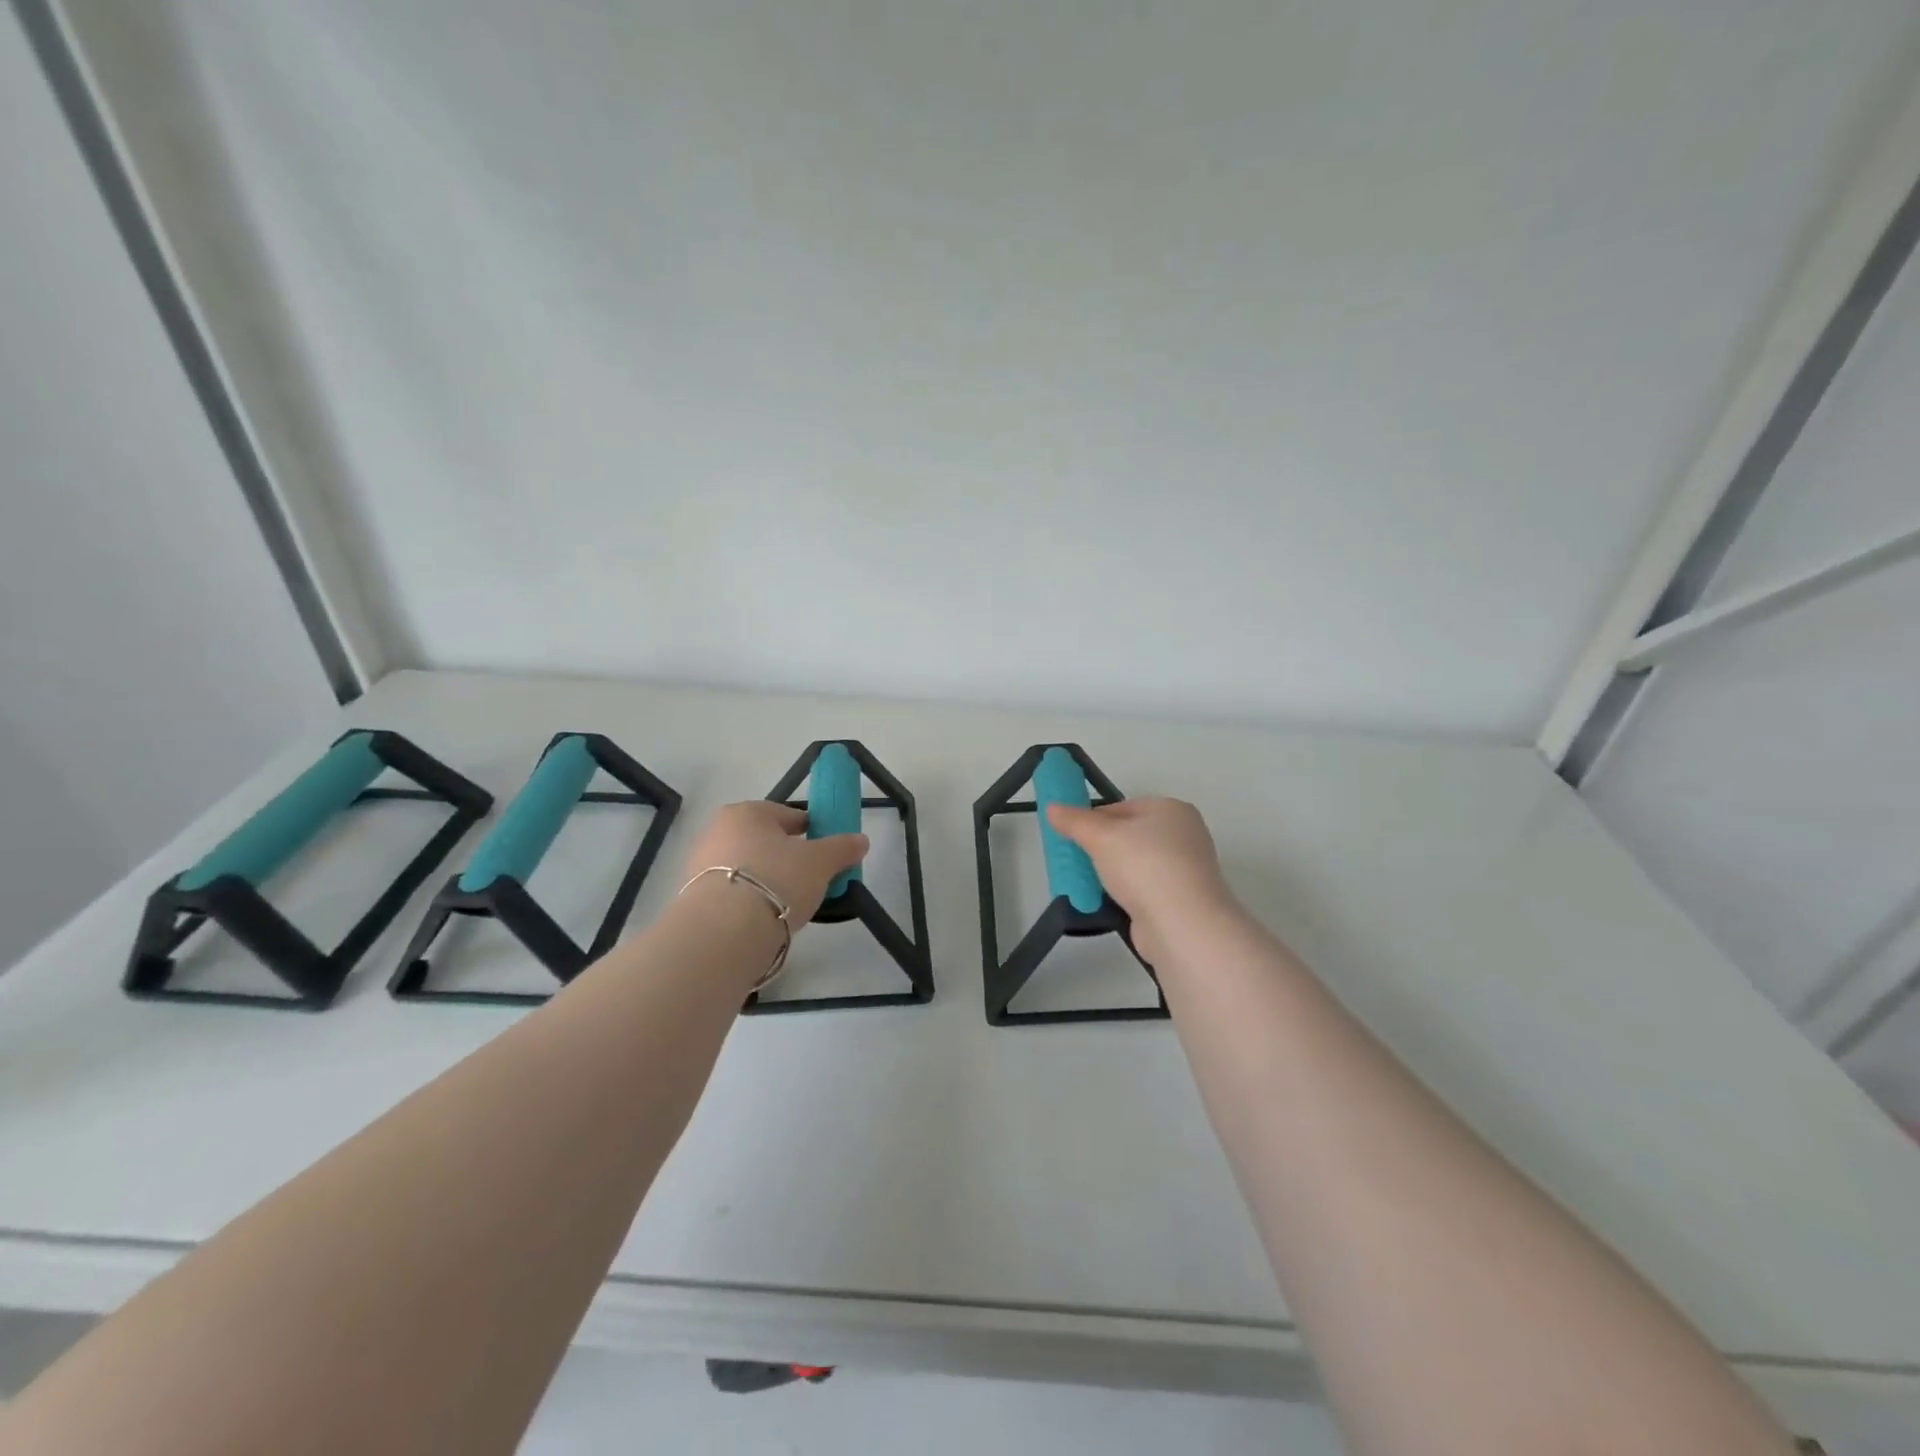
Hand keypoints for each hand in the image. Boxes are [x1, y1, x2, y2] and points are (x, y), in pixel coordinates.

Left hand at [680, 801, 869, 925]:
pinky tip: (767, 918)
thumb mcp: (821, 862)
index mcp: (747, 812)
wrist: (724, 933)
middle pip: (767, 842)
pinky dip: (752, 900)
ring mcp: (701, 865)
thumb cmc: (777, 880)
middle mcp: (718, 831)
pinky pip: (735, 893)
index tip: (828, 852)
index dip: (813, 832)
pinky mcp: (695, 898)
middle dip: (789, 858)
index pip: (790, 815)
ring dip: (770, 880)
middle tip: (812, 880)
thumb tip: (861, 840)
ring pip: (750, 868)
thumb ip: (842, 848)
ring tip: (792, 904)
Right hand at [1046, 797, 1236, 962]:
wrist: (1182, 924)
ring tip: (1088, 884)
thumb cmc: (1144, 866)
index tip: (1071, 837)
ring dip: (1112, 873)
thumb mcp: (1100, 837)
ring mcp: (1186, 869)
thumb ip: (1074, 820)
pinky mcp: (1182, 899)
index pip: (1122, 807)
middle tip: (1077, 861)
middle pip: (1130, 835)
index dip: (1093, 820)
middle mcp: (1184, 834)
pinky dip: (1127, 894)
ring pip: (1136, 864)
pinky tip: (1109, 903)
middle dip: (1101, 848)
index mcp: (1171, 809)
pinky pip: (1145, 889)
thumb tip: (1052, 807)